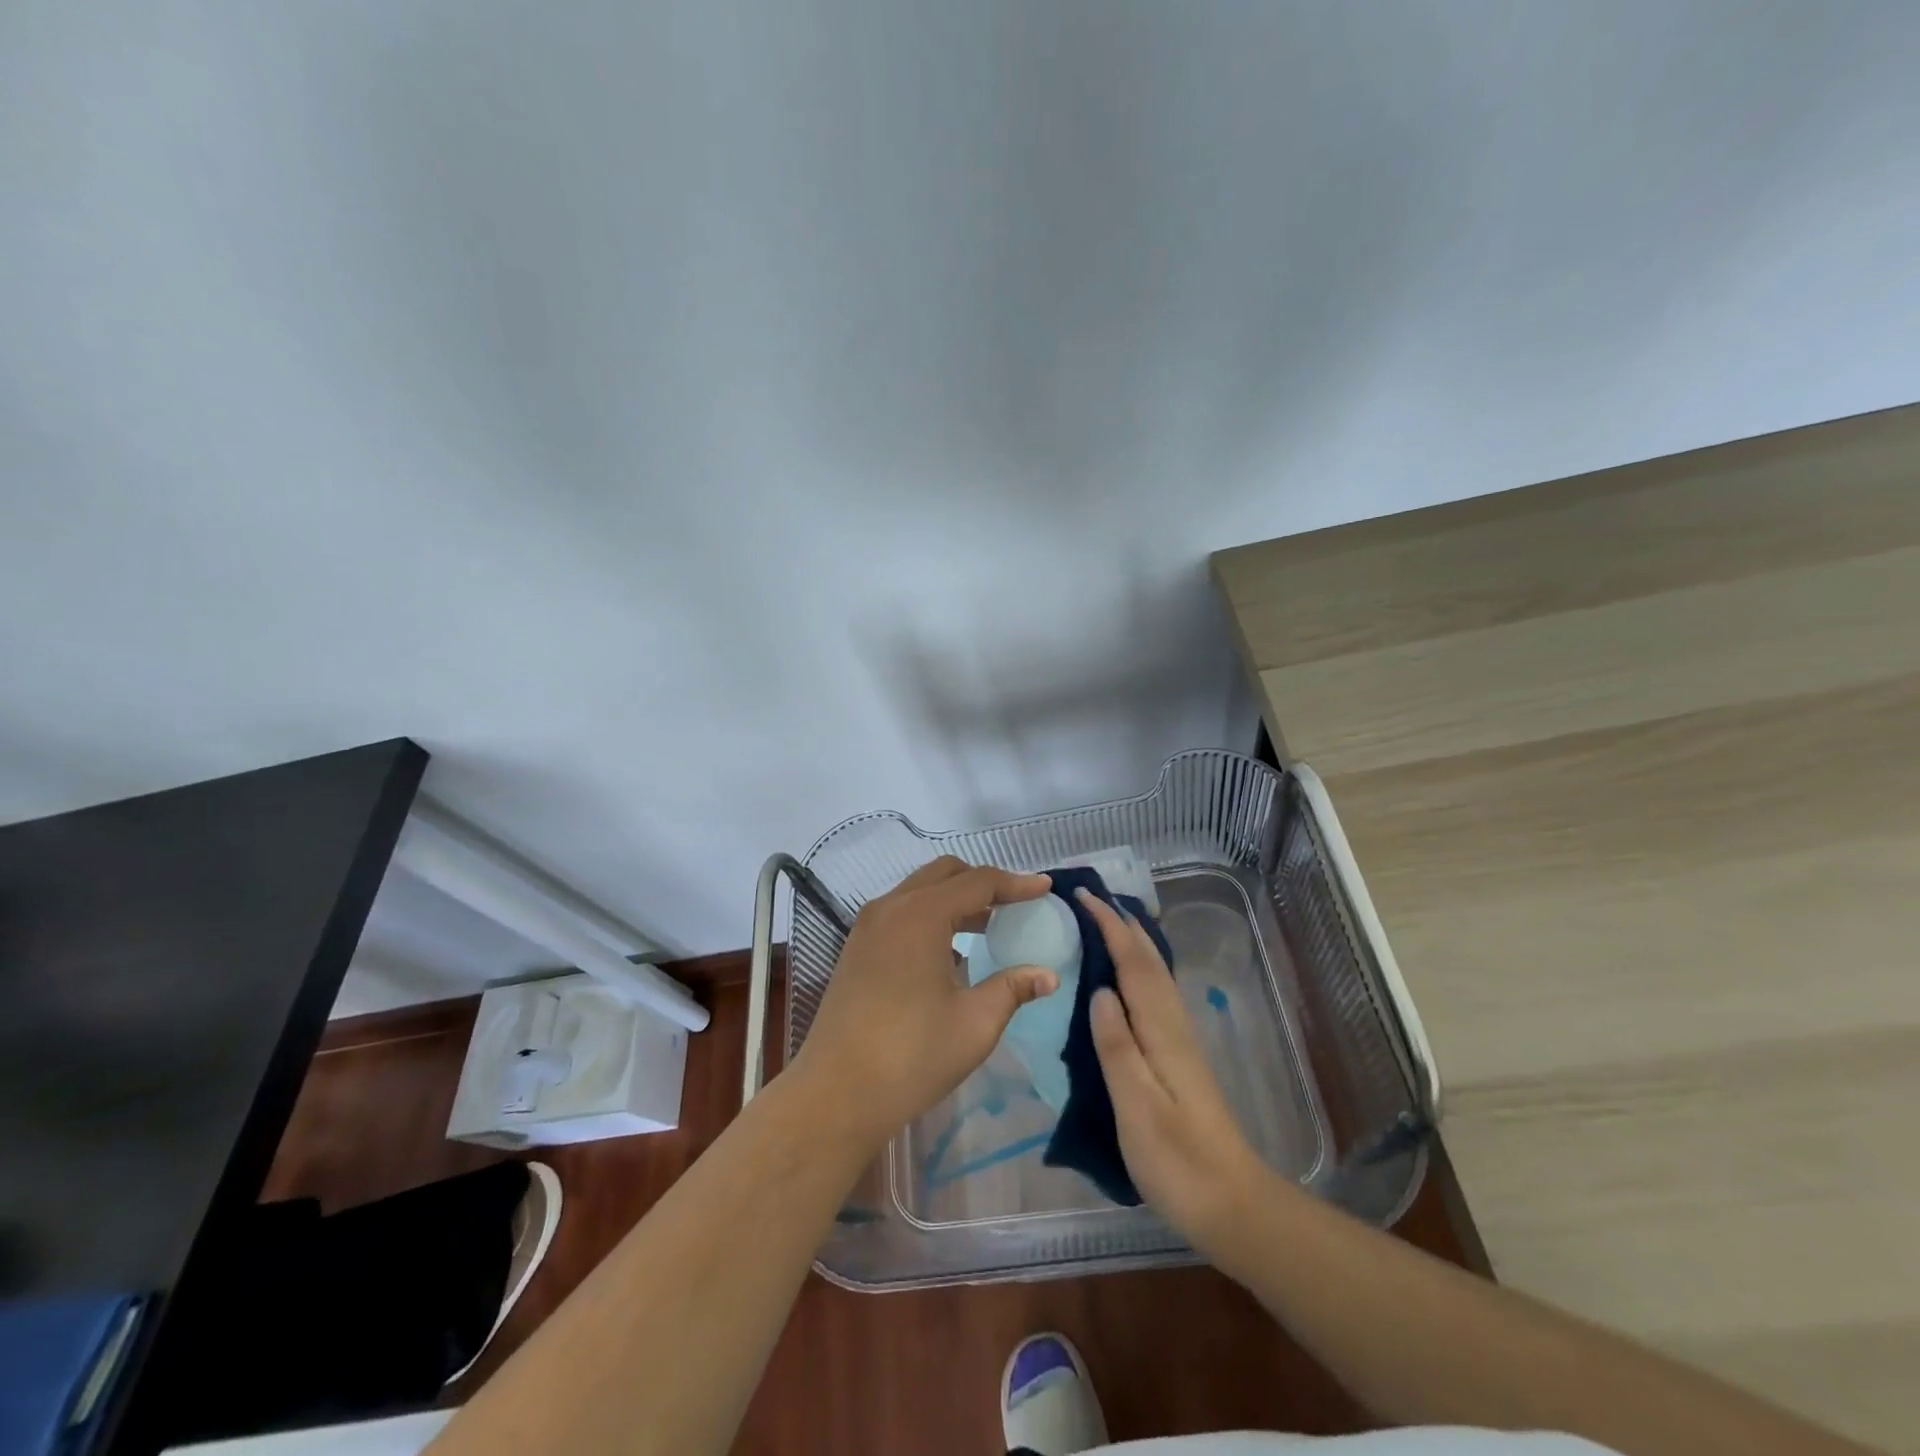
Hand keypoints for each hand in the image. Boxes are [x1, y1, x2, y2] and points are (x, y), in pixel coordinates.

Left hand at [789, 857, 1059, 1151]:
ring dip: (956, 898)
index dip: (1015, 883)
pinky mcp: (857, 947)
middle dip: (984, 882)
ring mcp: (868, 926)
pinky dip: (932, 915)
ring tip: (990, 924)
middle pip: (945, 874)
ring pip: (920, 890)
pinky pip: (902, 912)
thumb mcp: (974, 1023)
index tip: (1045, 887)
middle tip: (1017, 904)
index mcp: (921, 915)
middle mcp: (891, 907)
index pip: (978, 882)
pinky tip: (951, 950)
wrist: (835, 1093)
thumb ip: (1012, 989)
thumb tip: (1047, 975)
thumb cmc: (911, 1056)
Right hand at [1077, 888, 1266, 1251]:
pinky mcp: (1178, 1057)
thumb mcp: (1137, 1107)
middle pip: (1149, 960)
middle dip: (1121, 923)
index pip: (1133, 962)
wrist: (1232, 1204)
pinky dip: (1136, 969)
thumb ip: (1117, 1047)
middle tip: (1089, 898)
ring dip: (1130, 941)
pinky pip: (1153, 993)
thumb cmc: (1178, 1161)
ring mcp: (1179, 1040)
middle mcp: (1173, 1024)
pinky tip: (1124, 979)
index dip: (1109, 925)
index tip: (1082, 895)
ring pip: (1154, 974)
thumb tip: (1099, 989)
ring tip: (1102, 923)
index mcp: (1161, 1030)